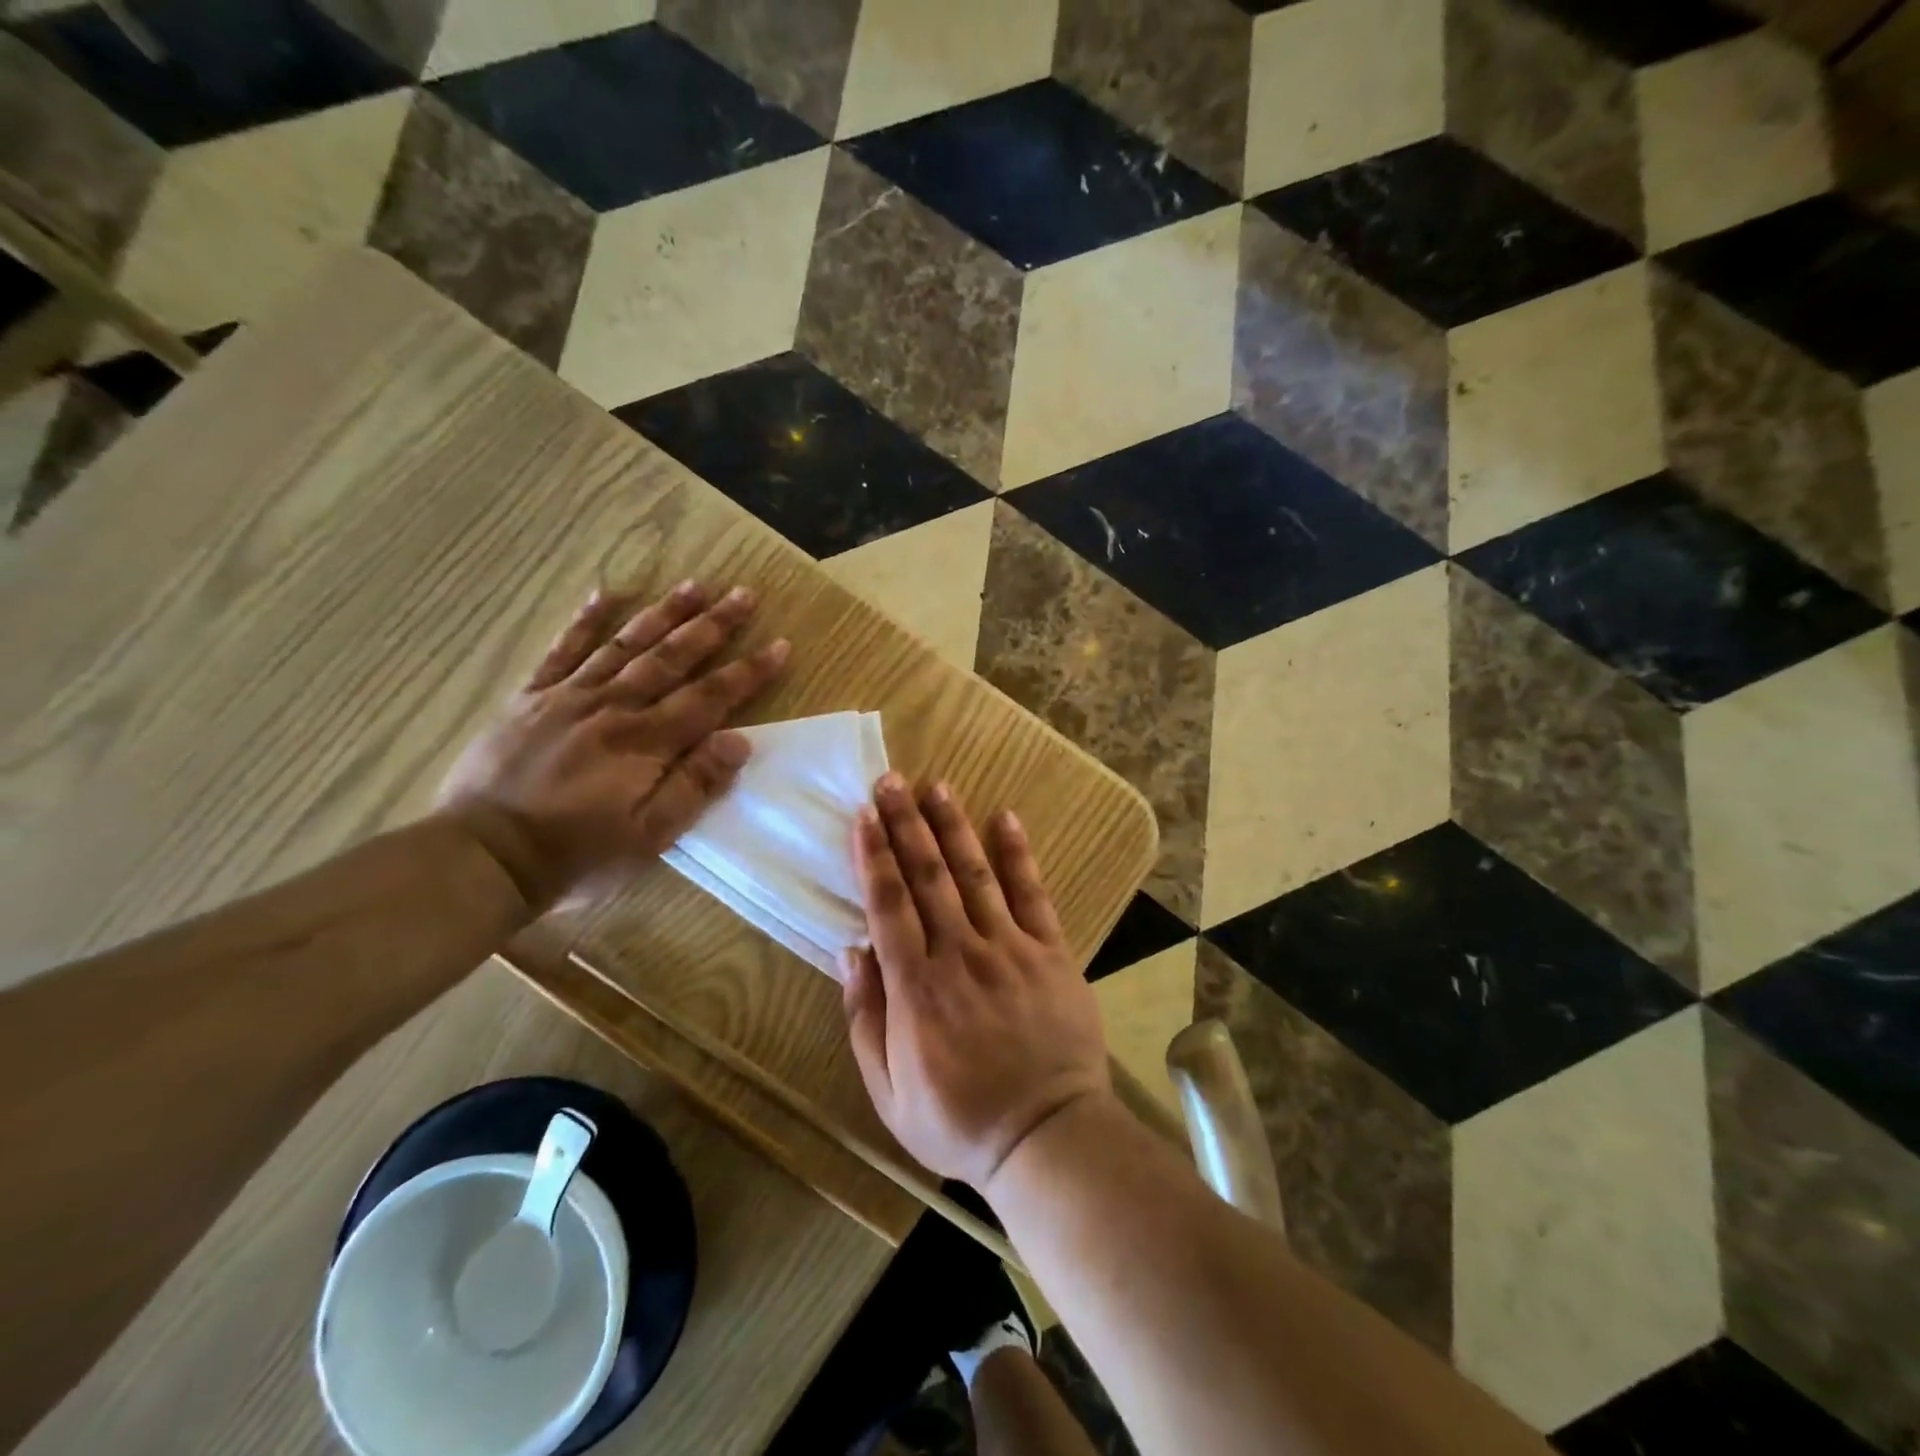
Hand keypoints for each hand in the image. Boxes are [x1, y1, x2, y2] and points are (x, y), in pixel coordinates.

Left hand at [436, 581, 787, 912]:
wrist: (483, 857)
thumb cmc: (577, 855)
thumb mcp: (648, 837)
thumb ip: (693, 786)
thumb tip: (739, 740)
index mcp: (646, 743)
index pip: (709, 697)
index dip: (748, 671)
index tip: (780, 645)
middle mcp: (613, 707)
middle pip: (672, 657)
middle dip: (712, 625)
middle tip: (743, 594)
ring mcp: (568, 697)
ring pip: (626, 644)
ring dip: (663, 612)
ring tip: (693, 584)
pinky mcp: (531, 698)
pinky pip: (562, 650)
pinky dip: (585, 621)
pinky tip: (606, 594)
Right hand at [843, 774, 1110, 1189]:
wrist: (1046, 1137)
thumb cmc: (959, 1121)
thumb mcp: (888, 1092)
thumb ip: (865, 1018)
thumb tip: (849, 951)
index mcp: (916, 988)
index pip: (888, 905)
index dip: (873, 857)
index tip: (863, 816)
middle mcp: (960, 954)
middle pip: (927, 877)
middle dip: (906, 825)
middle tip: (891, 781)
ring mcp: (1010, 948)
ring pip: (975, 874)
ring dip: (953, 827)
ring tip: (936, 786)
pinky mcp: (1051, 952)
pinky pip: (1033, 894)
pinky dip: (1018, 854)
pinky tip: (1006, 818)